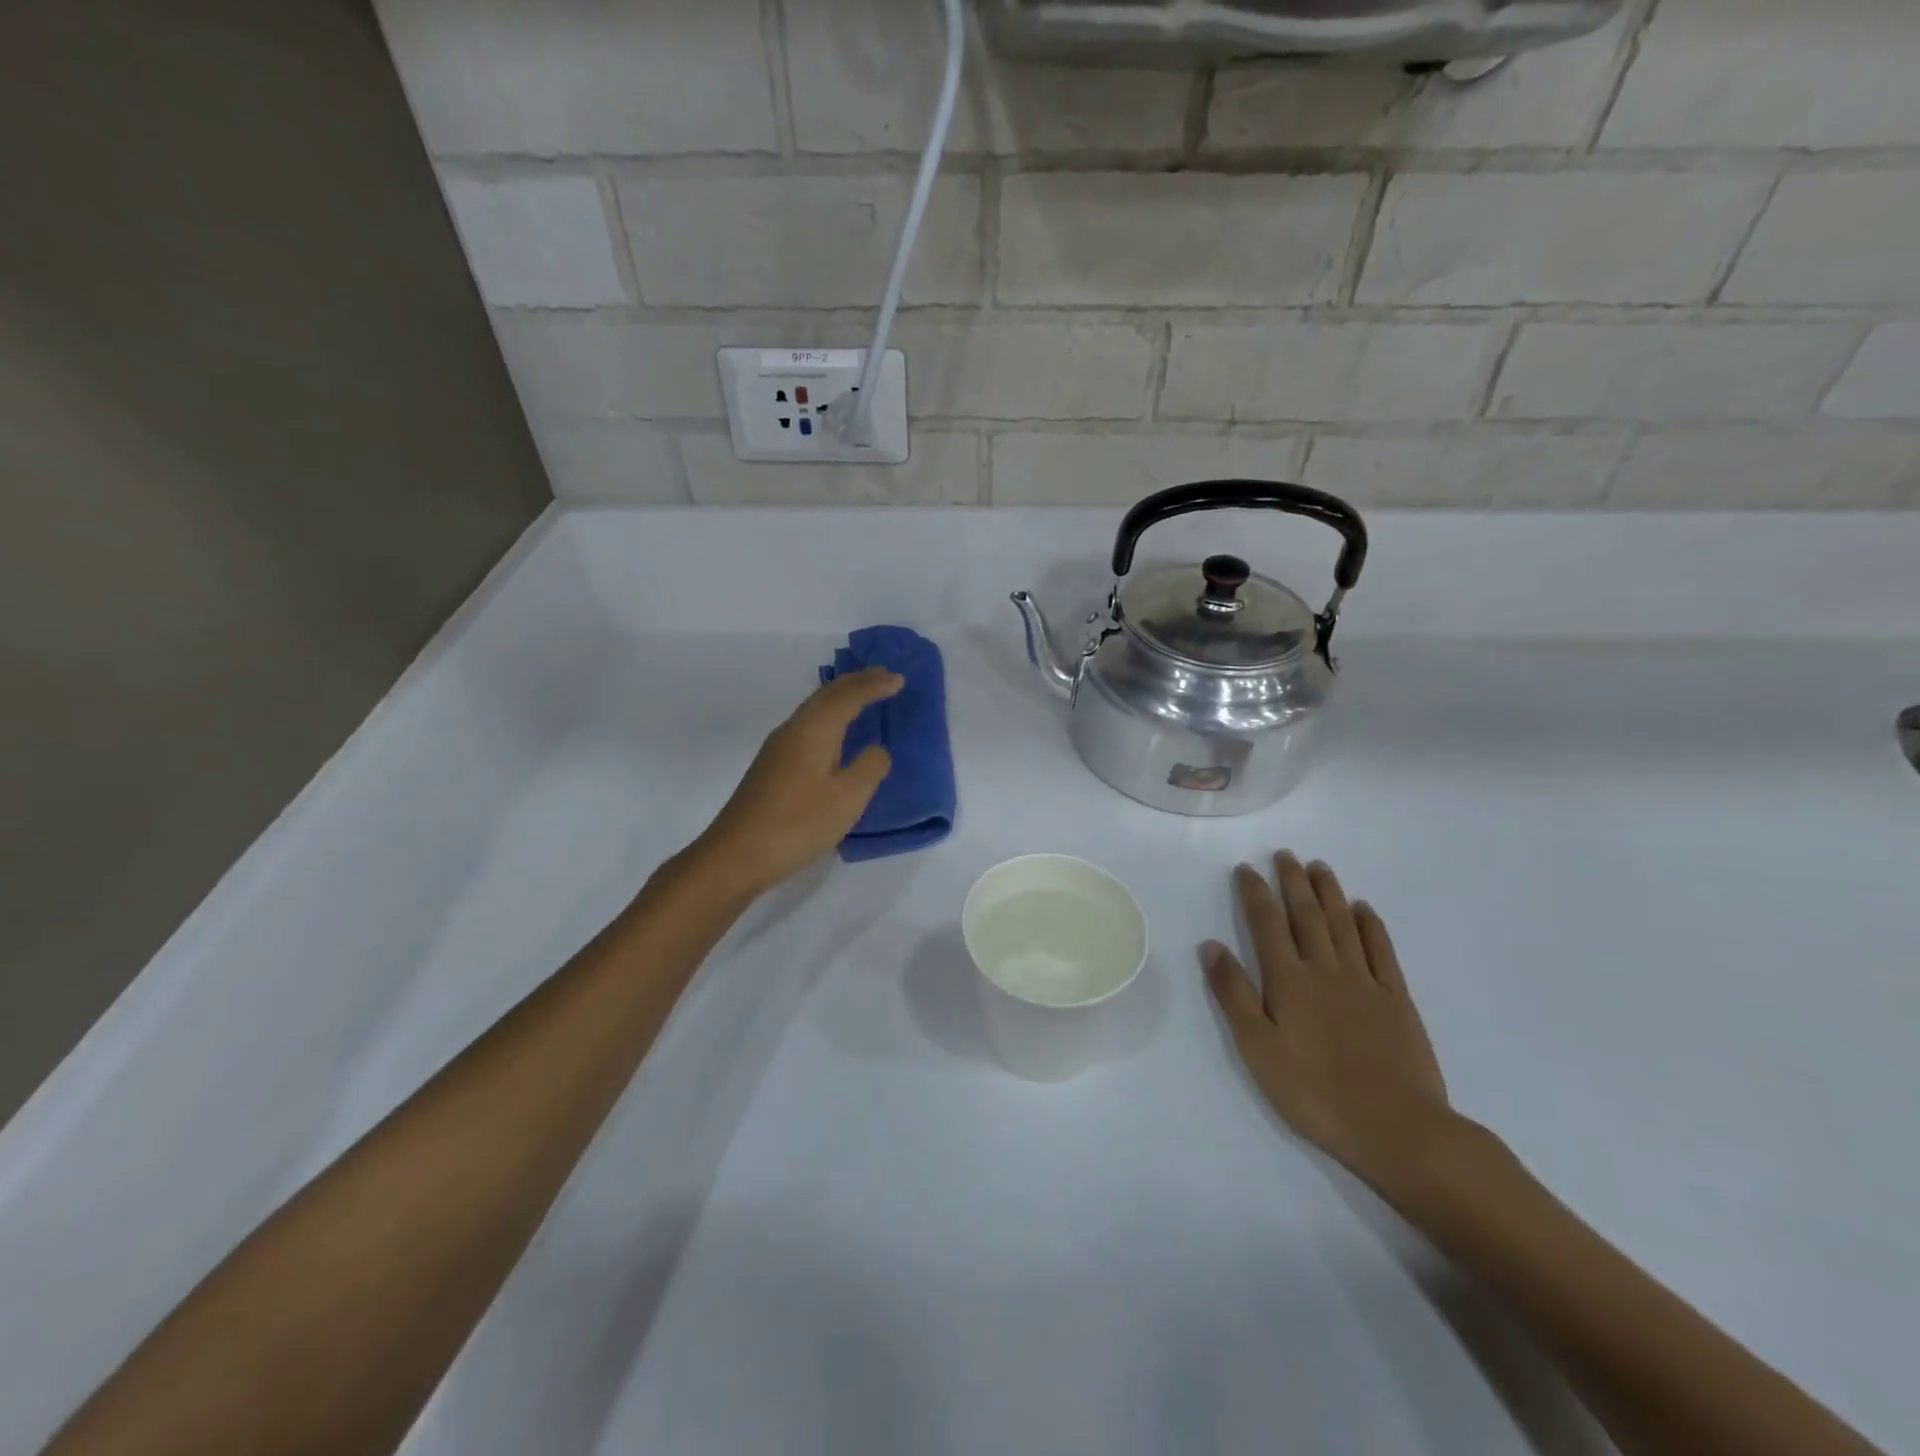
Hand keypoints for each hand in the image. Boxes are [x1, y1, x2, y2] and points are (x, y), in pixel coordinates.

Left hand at [691, 668, 903, 896]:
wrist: (737, 854)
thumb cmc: (798, 823)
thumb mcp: (848, 797)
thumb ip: (870, 767)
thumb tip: (877, 750)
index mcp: (814, 729)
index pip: (849, 696)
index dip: (875, 686)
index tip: (900, 679)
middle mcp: (794, 729)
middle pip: (827, 694)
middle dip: (856, 682)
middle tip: (883, 677)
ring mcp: (778, 748)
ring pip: (814, 709)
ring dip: (841, 698)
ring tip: (863, 696)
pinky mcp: (772, 767)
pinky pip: (808, 726)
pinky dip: (829, 718)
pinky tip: (834, 733)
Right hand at [1203, 852, 1453, 1190]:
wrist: (1396, 1128)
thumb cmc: (1314, 1092)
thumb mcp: (1257, 1049)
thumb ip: (1233, 994)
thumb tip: (1211, 945)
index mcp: (1288, 980)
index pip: (1266, 924)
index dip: (1255, 893)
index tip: (1246, 868)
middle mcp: (1325, 969)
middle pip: (1306, 915)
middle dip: (1292, 882)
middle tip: (1285, 854)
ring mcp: (1365, 982)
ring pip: (1343, 924)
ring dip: (1329, 892)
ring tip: (1319, 867)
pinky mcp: (1397, 1000)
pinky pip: (1381, 951)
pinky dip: (1370, 925)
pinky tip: (1363, 909)